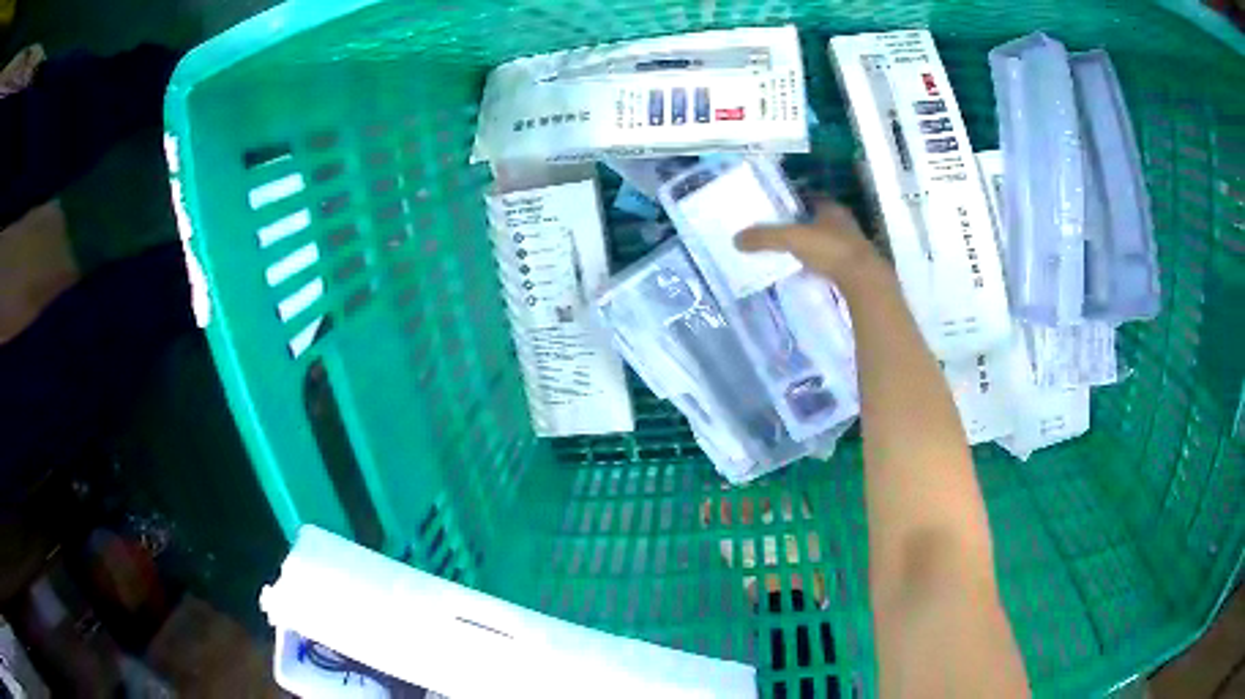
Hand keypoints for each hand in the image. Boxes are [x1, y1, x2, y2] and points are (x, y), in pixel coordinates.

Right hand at [736, 200, 888, 285]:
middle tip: (779, 233)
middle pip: (818, 220)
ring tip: (789, 254)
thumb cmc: (830, 250)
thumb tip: (735, 239)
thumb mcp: (792, 239)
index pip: (810, 199)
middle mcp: (843, 223)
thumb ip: (765, 238)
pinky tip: (806, 273)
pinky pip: (831, 261)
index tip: (777, 210)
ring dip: (811, 246)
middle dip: (801, 226)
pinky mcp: (854, 267)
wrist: (863, 280)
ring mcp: (851, 246)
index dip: (794, 203)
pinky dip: (819, 264)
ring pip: (826, 241)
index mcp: (831, 208)